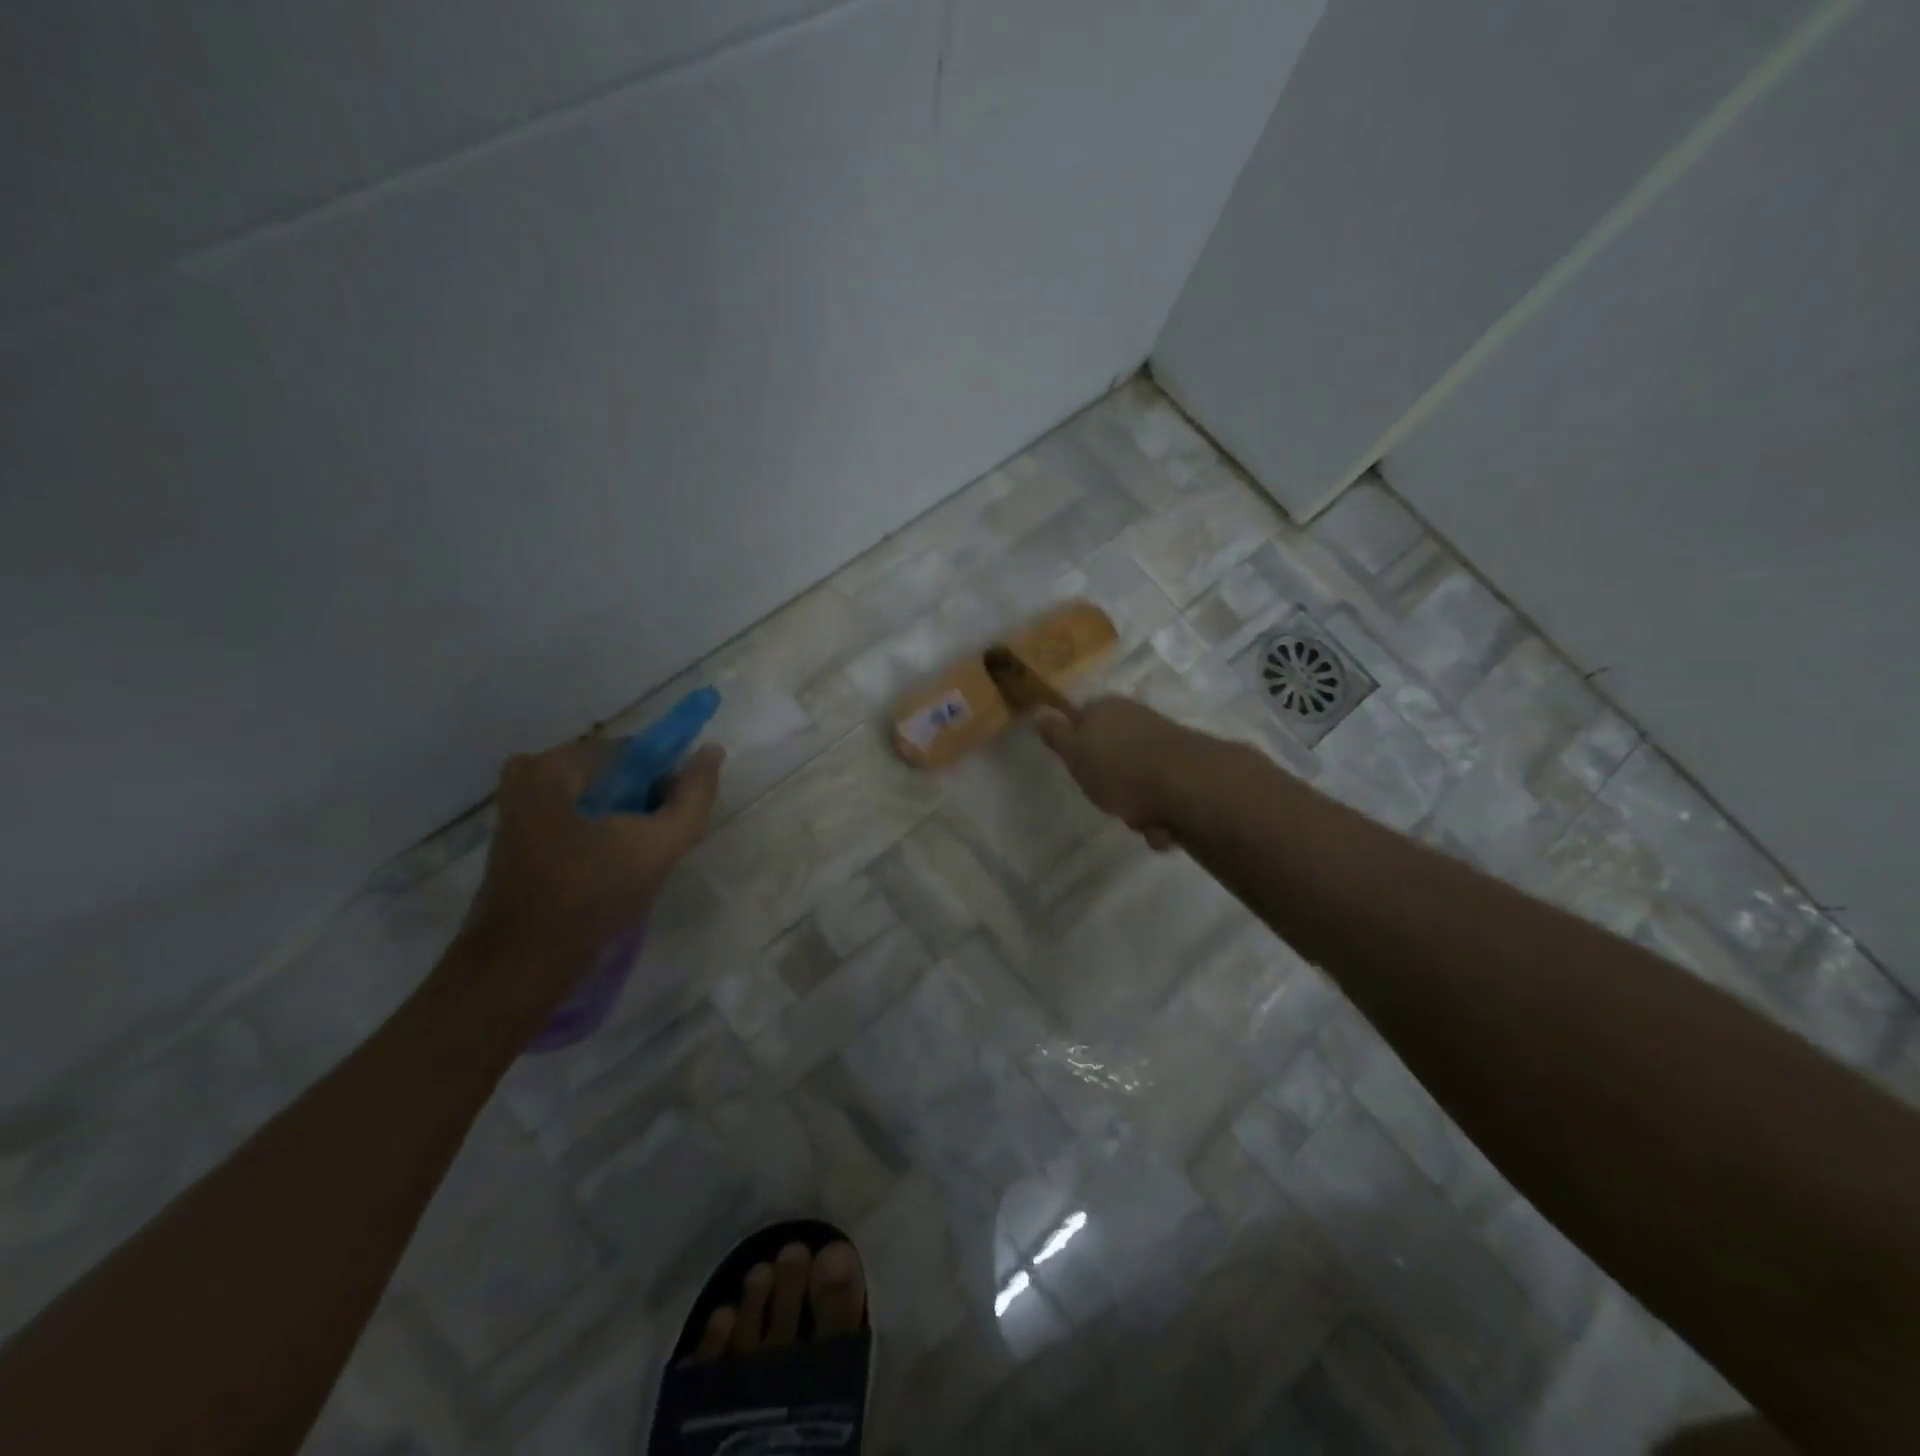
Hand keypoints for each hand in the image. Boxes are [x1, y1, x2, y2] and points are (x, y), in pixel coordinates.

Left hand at [457, 736, 724, 1012]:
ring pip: (597, 798)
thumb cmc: (590, 897)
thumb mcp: (657, 845)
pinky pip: (577, 817)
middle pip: (612, 774)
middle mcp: (527, 776)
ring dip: (626, 819)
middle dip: (645, 800)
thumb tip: (712, 751)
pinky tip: (616, 867)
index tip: (678, 814)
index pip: (632, 751)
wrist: (522, 965)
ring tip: (642, 858)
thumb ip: (693, 797)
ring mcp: (517, 809)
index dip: (666, 777)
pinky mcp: (519, 838)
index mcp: (551, 767)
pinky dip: (602, 833)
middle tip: (661, 840)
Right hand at [1032, 697, 1194, 850]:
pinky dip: (1161, 816)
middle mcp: (1137, 719)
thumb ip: (1056, 734)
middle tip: (1107, 799)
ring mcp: (1167, 744)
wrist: (1189, 786)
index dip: (1078, 746)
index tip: (1078, 769)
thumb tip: (1039, 709)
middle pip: (1113, 754)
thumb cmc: (1121, 768)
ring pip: (1139, 779)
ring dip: (1137, 806)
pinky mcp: (1190, 771)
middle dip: (1111, 783)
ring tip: (1140, 819)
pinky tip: (1162, 826)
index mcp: (1108, 709)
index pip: (1083, 719)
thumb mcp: (1075, 753)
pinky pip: (1164, 797)